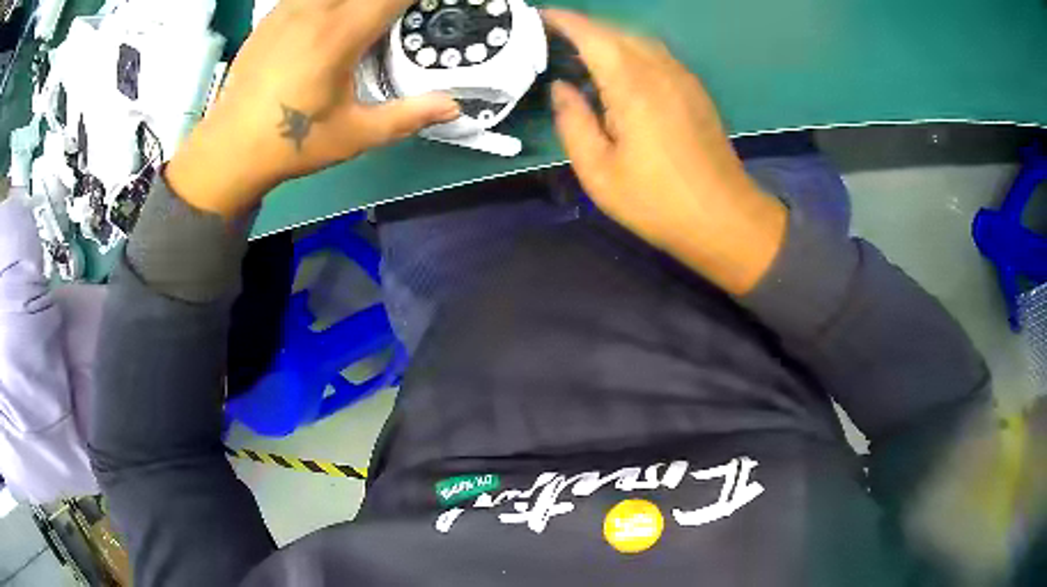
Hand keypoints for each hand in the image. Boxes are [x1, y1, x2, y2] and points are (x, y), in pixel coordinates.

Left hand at [167, 0, 460, 218]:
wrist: (229, 149)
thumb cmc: (292, 144)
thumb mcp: (355, 135)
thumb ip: (409, 116)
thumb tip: (454, 106)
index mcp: (339, 35)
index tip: (425, 7)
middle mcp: (315, 9)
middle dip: (387, 0)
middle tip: (397, 12)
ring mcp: (290, 8)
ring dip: (356, 0)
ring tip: (369, 16)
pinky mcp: (272, 15)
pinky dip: (330, 2)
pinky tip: (332, 17)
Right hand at [545, 9, 786, 295]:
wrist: (724, 219)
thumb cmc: (657, 202)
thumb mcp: (599, 172)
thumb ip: (573, 122)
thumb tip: (560, 88)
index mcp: (633, 86)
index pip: (593, 35)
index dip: (564, 20)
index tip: (539, 17)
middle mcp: (660, 70)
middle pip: (617, 31)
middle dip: (583, 26)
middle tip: (553, 36)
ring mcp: (683, 78)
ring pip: (640, 39)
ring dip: (608, 36)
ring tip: (581, 50)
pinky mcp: (695, 90)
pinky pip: (657, 54)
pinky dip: (631, 50)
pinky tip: (619, 69)